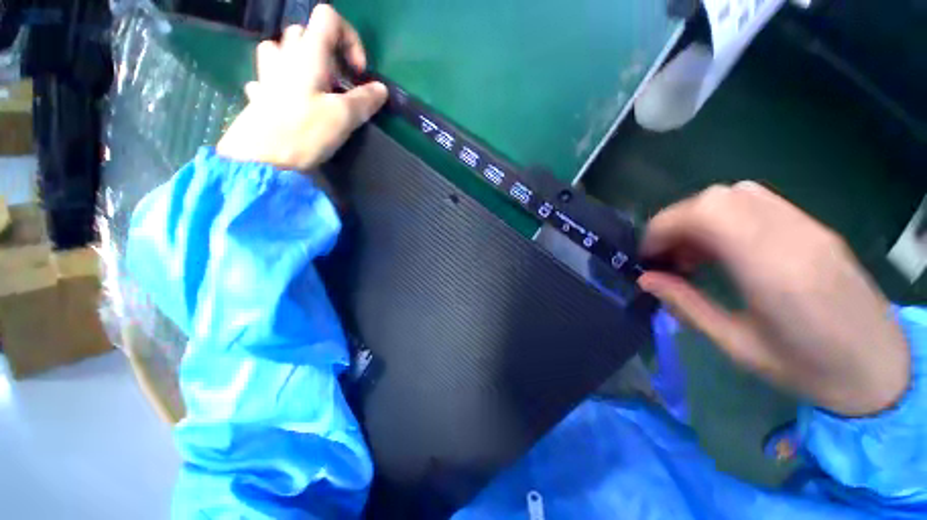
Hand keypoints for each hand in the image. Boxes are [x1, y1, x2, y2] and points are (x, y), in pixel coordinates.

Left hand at [217, 5, 387, 169]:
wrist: (261, 159)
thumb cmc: (304, 132)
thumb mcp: (343, 117)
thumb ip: (365, 100)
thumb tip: (381, 89)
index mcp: (308, 54)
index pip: (329, 18)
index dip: (350, 39)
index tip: (357, 73)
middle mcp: (285, 55)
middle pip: (307, 33)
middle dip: (329, 54)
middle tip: (339, 83)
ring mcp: (268, 73)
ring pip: (284, 49)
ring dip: (302, 61)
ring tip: (315, 87)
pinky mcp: (260, 94)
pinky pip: (271, 75)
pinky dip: (284, 82)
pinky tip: (291, 100)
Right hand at [638, 182, 909, 416]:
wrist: (881, 368)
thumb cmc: (809, 369)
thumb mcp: (738, 346)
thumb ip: (687, 306)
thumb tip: (646, 280)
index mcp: (774, 270)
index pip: (707, 214)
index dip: (664, 226)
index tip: (648, 254)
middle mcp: (792, 237)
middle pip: (717, 198)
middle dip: (676, 221)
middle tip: (668, 256)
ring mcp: (808, 227)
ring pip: (736, 194)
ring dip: (700, 217)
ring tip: (693, 252)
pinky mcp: (814, 227)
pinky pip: (757, 202)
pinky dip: (725, 216)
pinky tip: (724, 247)